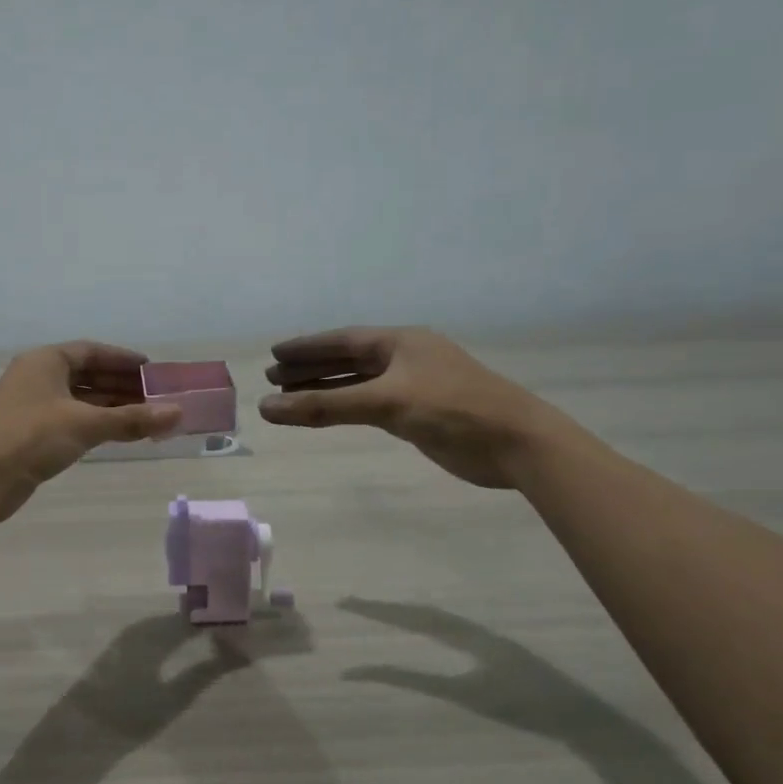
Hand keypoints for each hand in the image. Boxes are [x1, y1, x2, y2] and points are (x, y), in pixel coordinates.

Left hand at [0, 341, 180, 521]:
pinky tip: (115, 435)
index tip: (152, 369)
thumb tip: (178, 413)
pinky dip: (94, 425)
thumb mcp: (85, 424)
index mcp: (45, 361)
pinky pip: (70, 422)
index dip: (122, 359)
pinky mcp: (28, 436)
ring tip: (144, 418)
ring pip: (78, 401)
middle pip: (86, 375)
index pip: (91, 351)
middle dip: (121, 386)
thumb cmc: (30, 437)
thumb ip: (132, 419)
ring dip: (110, 408)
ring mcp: (31, 408)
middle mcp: (37, 378)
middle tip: (155, 397)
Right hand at [258, 326, 574, 488]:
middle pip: (347, 359)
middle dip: (311, 368)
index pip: (342, 340)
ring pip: (359, 383)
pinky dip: (347, 407)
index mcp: (400, 342)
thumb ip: (325, 406)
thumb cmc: (452, 410)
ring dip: (326, 388)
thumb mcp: (385, 403)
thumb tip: (267, 408)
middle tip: (274, 377)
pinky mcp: (419, 413)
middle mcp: (404, 358)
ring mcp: (413, 385)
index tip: (275, 353)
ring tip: (291, 395)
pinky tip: (331, 412)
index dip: (307, 347)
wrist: (515, 442)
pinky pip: (371, 403)